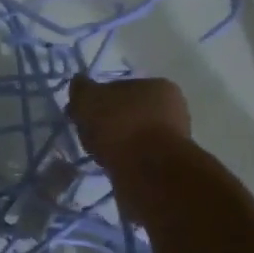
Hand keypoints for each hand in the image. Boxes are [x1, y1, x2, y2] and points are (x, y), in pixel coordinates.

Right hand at [65, 75, 191, 177]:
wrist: (148, 169)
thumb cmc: (120, 125)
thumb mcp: (89, 100)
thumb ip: (81, 89)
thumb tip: (79, 82)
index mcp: (157, 85)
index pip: (120, 87)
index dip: (98, 100)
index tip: (82, 114)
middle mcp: (173, 106)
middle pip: (128, 111)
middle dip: (109, 121)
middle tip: (88, 134)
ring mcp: (174, 135)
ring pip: (134, 134)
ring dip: (117, 141)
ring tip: (99, 152)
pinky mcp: (169, 161)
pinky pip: (138, 154)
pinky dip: (124, 157)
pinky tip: (112, 164)